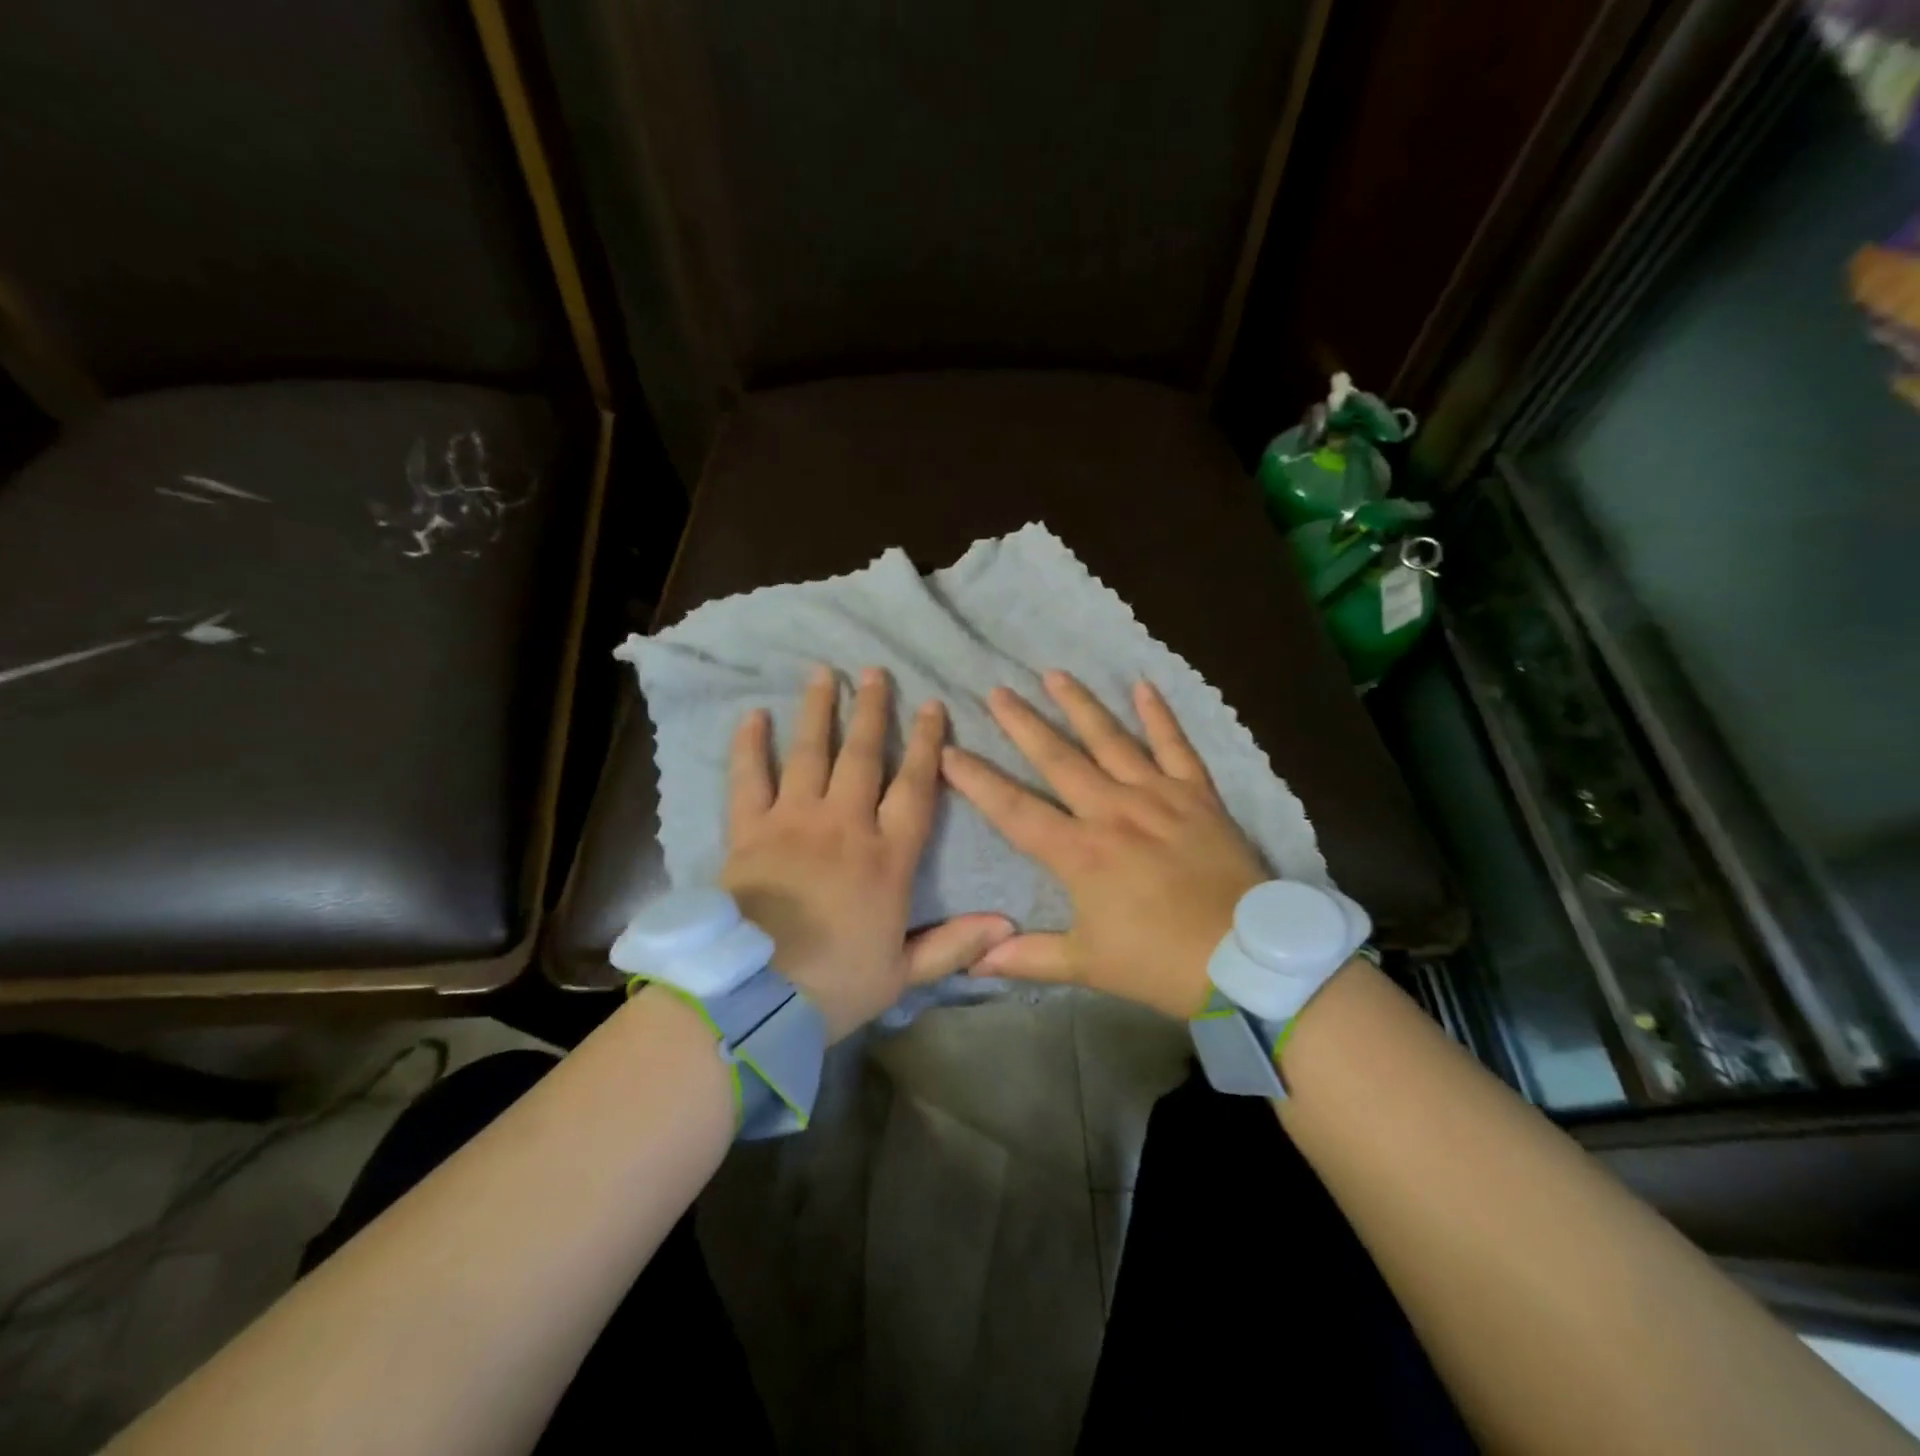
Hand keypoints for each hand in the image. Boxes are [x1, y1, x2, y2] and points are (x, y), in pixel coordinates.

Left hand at [721, 665, 1013, 1039]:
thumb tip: (1008, 925)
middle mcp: (844, 826)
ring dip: (818, 711)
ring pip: (809, 754)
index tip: (933, 706)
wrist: (752, 998)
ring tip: (823, 673)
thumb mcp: (902, 975)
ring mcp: (793, 822)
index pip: (915, 787)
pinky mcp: (749, 832)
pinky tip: (753, 715)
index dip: (927, 744)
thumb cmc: (834, 986)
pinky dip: (750, 746)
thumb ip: (954, 944)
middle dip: (872, 711)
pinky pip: (749, 779)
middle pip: (862, 756)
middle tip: (875, 672)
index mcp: (887, 858)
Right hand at [939, 672, 1266, 1018]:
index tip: (948, 751)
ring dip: (1079, 705)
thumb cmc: (1159, 963)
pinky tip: (1142, 685)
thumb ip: (1028, 958)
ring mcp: (1157, 797)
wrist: (1247, 959)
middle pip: (1057, 759)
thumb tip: (973, 963)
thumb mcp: (1088, 965)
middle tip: (997, 692)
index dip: (976, 780)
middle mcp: (1111, 811)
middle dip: (1022, 724)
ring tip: (1053, 673)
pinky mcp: (1197, 795)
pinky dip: (1159, 715)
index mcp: (1079, 852)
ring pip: (1110, 740)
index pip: (1014, 809)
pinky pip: (1175, 746)